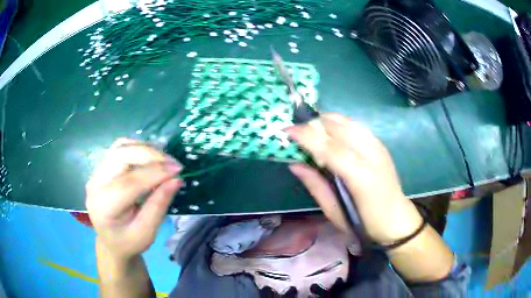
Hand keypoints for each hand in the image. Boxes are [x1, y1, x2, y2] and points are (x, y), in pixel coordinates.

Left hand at [86, 138, 182, 260]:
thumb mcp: (147, 232)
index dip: (155, 173)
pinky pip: (118, 149)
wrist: (110, 242)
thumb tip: (176, 180)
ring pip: (119, 147)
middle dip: (149, 154)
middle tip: (172, 162)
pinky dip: (136, 148)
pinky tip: (149, 158)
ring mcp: (95, 173)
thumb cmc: (128, 242)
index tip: (178, 169)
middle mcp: (95, 184)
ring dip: (143, 148)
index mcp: (104, 207)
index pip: (130, 182)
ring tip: (163, 159)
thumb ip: (159, 206)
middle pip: (121, 156)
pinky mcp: (100, 168)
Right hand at [287, 114, 422, 243]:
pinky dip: (340, 124)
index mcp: (359, 175)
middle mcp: (370, 154)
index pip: (328, 146)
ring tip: (312, 131)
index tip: (286, 130)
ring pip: (347, 121)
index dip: (306, 135)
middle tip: (297, 134)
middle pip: (337, 127)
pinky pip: (356, 125)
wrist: (395, 220)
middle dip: (313, 124)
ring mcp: (377, 146)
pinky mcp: (380, 145)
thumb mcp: (334, 212)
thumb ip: (315, 185)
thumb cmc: (364, 223)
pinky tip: (332, 132)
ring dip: (326, 121)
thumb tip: (294, 164)